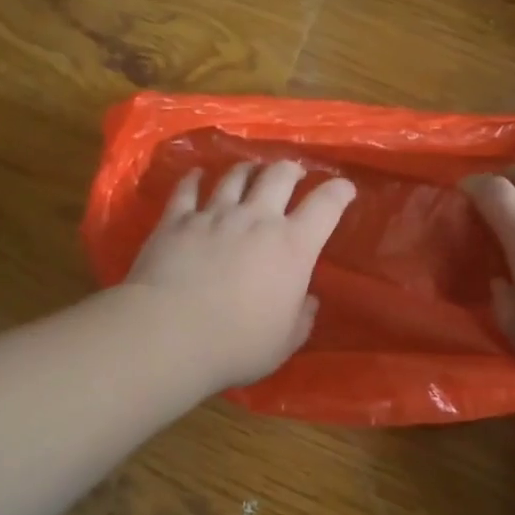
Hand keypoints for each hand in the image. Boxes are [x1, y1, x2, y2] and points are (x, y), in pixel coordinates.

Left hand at [126, 160, 355, 389]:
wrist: (169, 335)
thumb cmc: (237, 345)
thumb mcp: (285, 341)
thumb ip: (302, 317)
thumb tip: (308, 300)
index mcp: (293, 246)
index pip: (326, 205)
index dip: (339, 192)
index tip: (344, 189)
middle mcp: (257, 219)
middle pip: (279, 175)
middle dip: (291, 170)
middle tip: (293, 174)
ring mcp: (214, 215)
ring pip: (236, 175)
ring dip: (248, 170)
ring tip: (251, 172)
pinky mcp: (176, 220)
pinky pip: (187, 189)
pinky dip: (195, 178)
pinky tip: (197, 175)